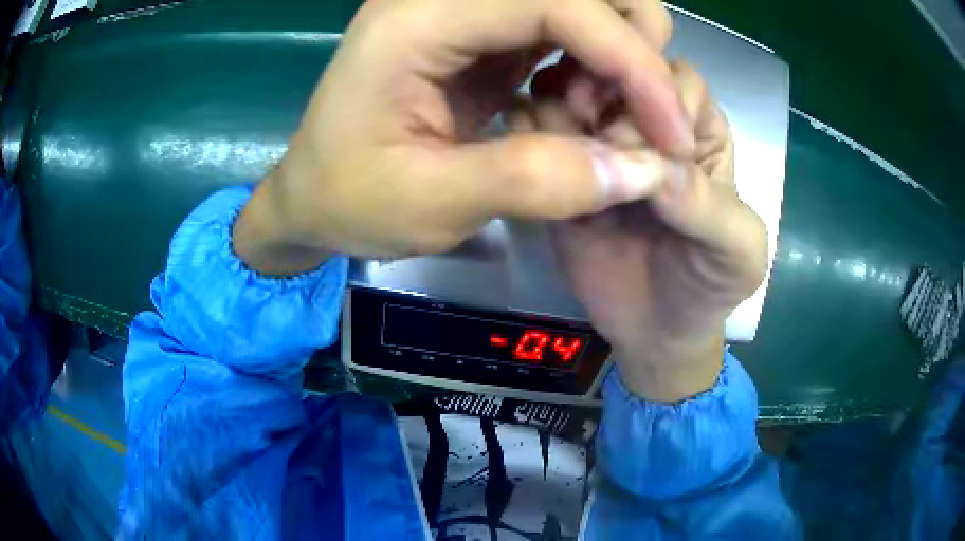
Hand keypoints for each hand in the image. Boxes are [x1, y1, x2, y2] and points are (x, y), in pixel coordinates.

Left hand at [234, 0, 694, 274]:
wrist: (313, 197)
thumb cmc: (350, 200)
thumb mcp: (432, 203)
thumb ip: (537, 182)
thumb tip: (641, 171)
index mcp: (417, 18)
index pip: (555, 2)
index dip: (629, 58)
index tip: (668, 130)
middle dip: (631, 43)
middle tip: (632, 116)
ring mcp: (465, 12)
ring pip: (579, 2)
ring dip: (617, 54)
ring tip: (599, 117)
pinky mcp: (481, 33)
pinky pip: (563, 29)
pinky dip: (594, 64)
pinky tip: (580, 107)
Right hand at [513, 62, 767, 400]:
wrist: (654, 331)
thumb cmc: (709, 285)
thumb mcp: (738, 253)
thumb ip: (712, 208)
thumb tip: (657, 170)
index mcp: (698, 129)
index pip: (672, 78)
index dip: (655, 99)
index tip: (645, 153)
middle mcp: (646, 123)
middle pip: (610, 71)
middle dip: (595, 97)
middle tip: (593, 149)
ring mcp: (597, 142)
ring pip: (564, 91)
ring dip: (556, 113)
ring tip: (565, 160)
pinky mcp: (561, 170)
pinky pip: (532, 132)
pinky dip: (524, 135)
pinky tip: (536, 165)